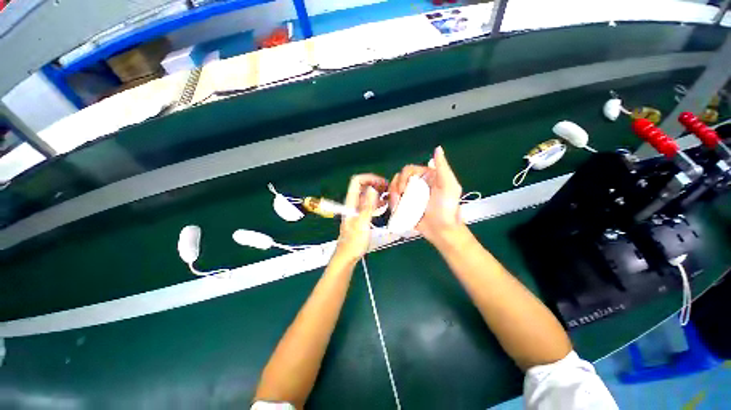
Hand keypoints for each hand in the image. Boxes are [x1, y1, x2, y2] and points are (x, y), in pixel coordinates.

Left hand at [334, 173, 386, 262]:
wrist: (347, 256)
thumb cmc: (354, 242)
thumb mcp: (362, 223)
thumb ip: (367, 206)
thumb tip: (372, 189)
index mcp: (351, 202)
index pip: (357, 181)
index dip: (370, 178)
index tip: (382, 184)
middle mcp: (353, 203)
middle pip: (362, 186)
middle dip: (375, 184)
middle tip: (388, 190)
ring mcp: (356, 209)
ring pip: (366, 195)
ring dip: (377, 193)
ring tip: (388, 197)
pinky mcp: (360, 216)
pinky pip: (369, 204)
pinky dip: (376, 202)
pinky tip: (383, 206)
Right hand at [389, 146, 463, 243]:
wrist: (441, 230)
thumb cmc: (447, 208)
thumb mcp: (449, 186)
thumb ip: (443, 167)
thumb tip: (438, 148)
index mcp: (426, 177)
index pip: (408, 171)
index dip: (403, 178)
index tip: (404, 189)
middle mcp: (416, 184)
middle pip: (398, 179)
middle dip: (396, 188)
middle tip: (400, 199)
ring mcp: (409, 196)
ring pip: (393, 190)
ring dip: (393, 198)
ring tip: (398, 207)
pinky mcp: (405, 206)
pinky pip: (394, 201)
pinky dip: (393, 205)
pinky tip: (397, 211)